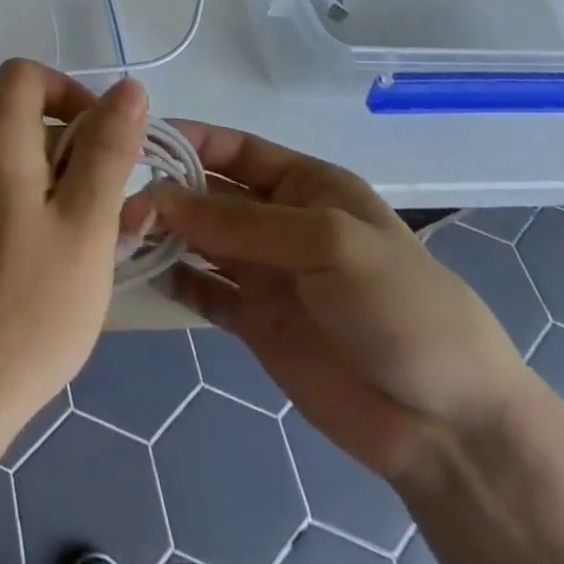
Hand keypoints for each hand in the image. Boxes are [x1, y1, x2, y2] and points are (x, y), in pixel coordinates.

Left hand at [0, 60, 148, 432]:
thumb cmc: (33, 305)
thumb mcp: (88, 223)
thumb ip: (108, 149)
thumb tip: (128, 87)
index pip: (26, 73)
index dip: (70, 91)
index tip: (103, 140)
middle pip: (25, 112)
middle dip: (75, 142)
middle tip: (108, 202)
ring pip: (20, 152)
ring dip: (63, 176)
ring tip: (91, 235)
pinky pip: (4, 184)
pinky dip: (39, 199)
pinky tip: (61, 252)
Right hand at [145, 123, 531, 486]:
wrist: (447, 424)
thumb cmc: (399, 305)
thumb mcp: (329, 243)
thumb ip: (242, 222)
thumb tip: (160, 197)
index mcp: (306, 185)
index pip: (236, 149)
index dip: (189, 139)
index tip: (136, 140)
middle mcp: (279, 220)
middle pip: (210, 193)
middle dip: (168, 191)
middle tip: (116, 197)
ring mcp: (265, 272)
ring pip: (200, 240)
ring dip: (164, 233)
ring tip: (120, 232)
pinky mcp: (254, 321)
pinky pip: (204, 290)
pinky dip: (175, 280)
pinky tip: (144, 274)